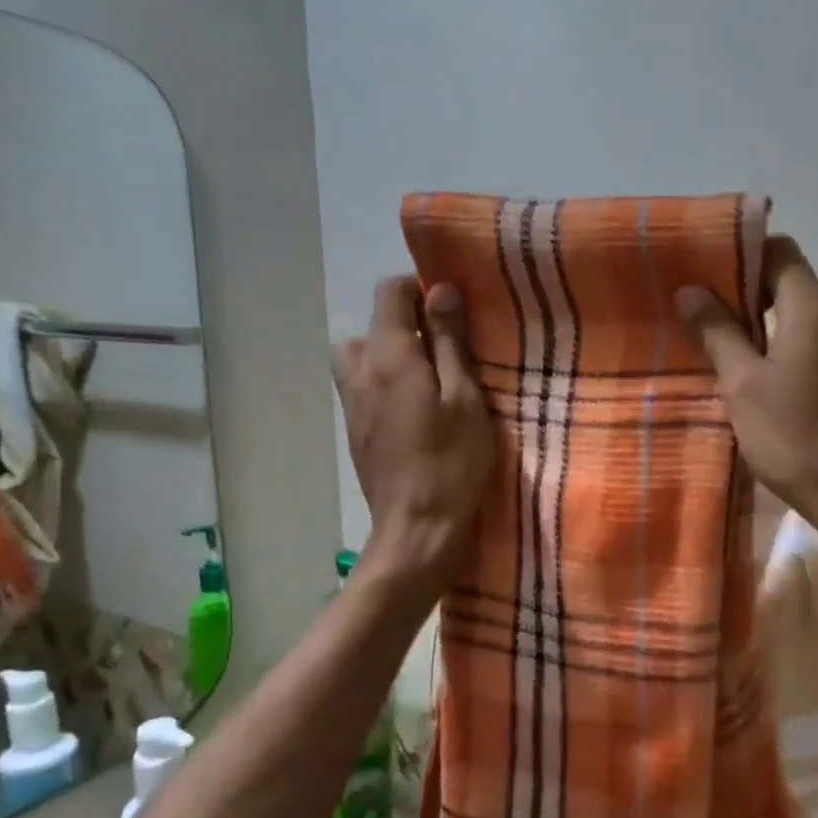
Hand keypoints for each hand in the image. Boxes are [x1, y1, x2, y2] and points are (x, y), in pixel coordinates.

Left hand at [331, 278, 492, 602]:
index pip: (389, 293)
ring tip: (424, 376)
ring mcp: (352, 404)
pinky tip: (414, 409)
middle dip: (403, 323)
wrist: (417, 528)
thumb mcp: (465, 397)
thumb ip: (450, 341)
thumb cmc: (453, 461)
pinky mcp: (354, 431)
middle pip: (370, 325)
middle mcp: (360, 372)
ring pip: (358, 357)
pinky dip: (383, 381)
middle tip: (442, 348)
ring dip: (387, 353)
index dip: (420, 289)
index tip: (452, 309)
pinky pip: (361, 386)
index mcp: (389, 357)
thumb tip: (440, 290)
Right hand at [676, 237, 817, 605]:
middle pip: (794, 287)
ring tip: (732, 356)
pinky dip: (793, 356)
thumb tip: (692, 290)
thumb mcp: (743, 386)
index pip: (781, 251)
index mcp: (814, 310)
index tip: (708, 275)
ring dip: (770, 330)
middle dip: (750, 296)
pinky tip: (772, 389)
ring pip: (807, 324)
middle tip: (707, 319)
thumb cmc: (795, 438)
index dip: (744, 254)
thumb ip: (718, 333)